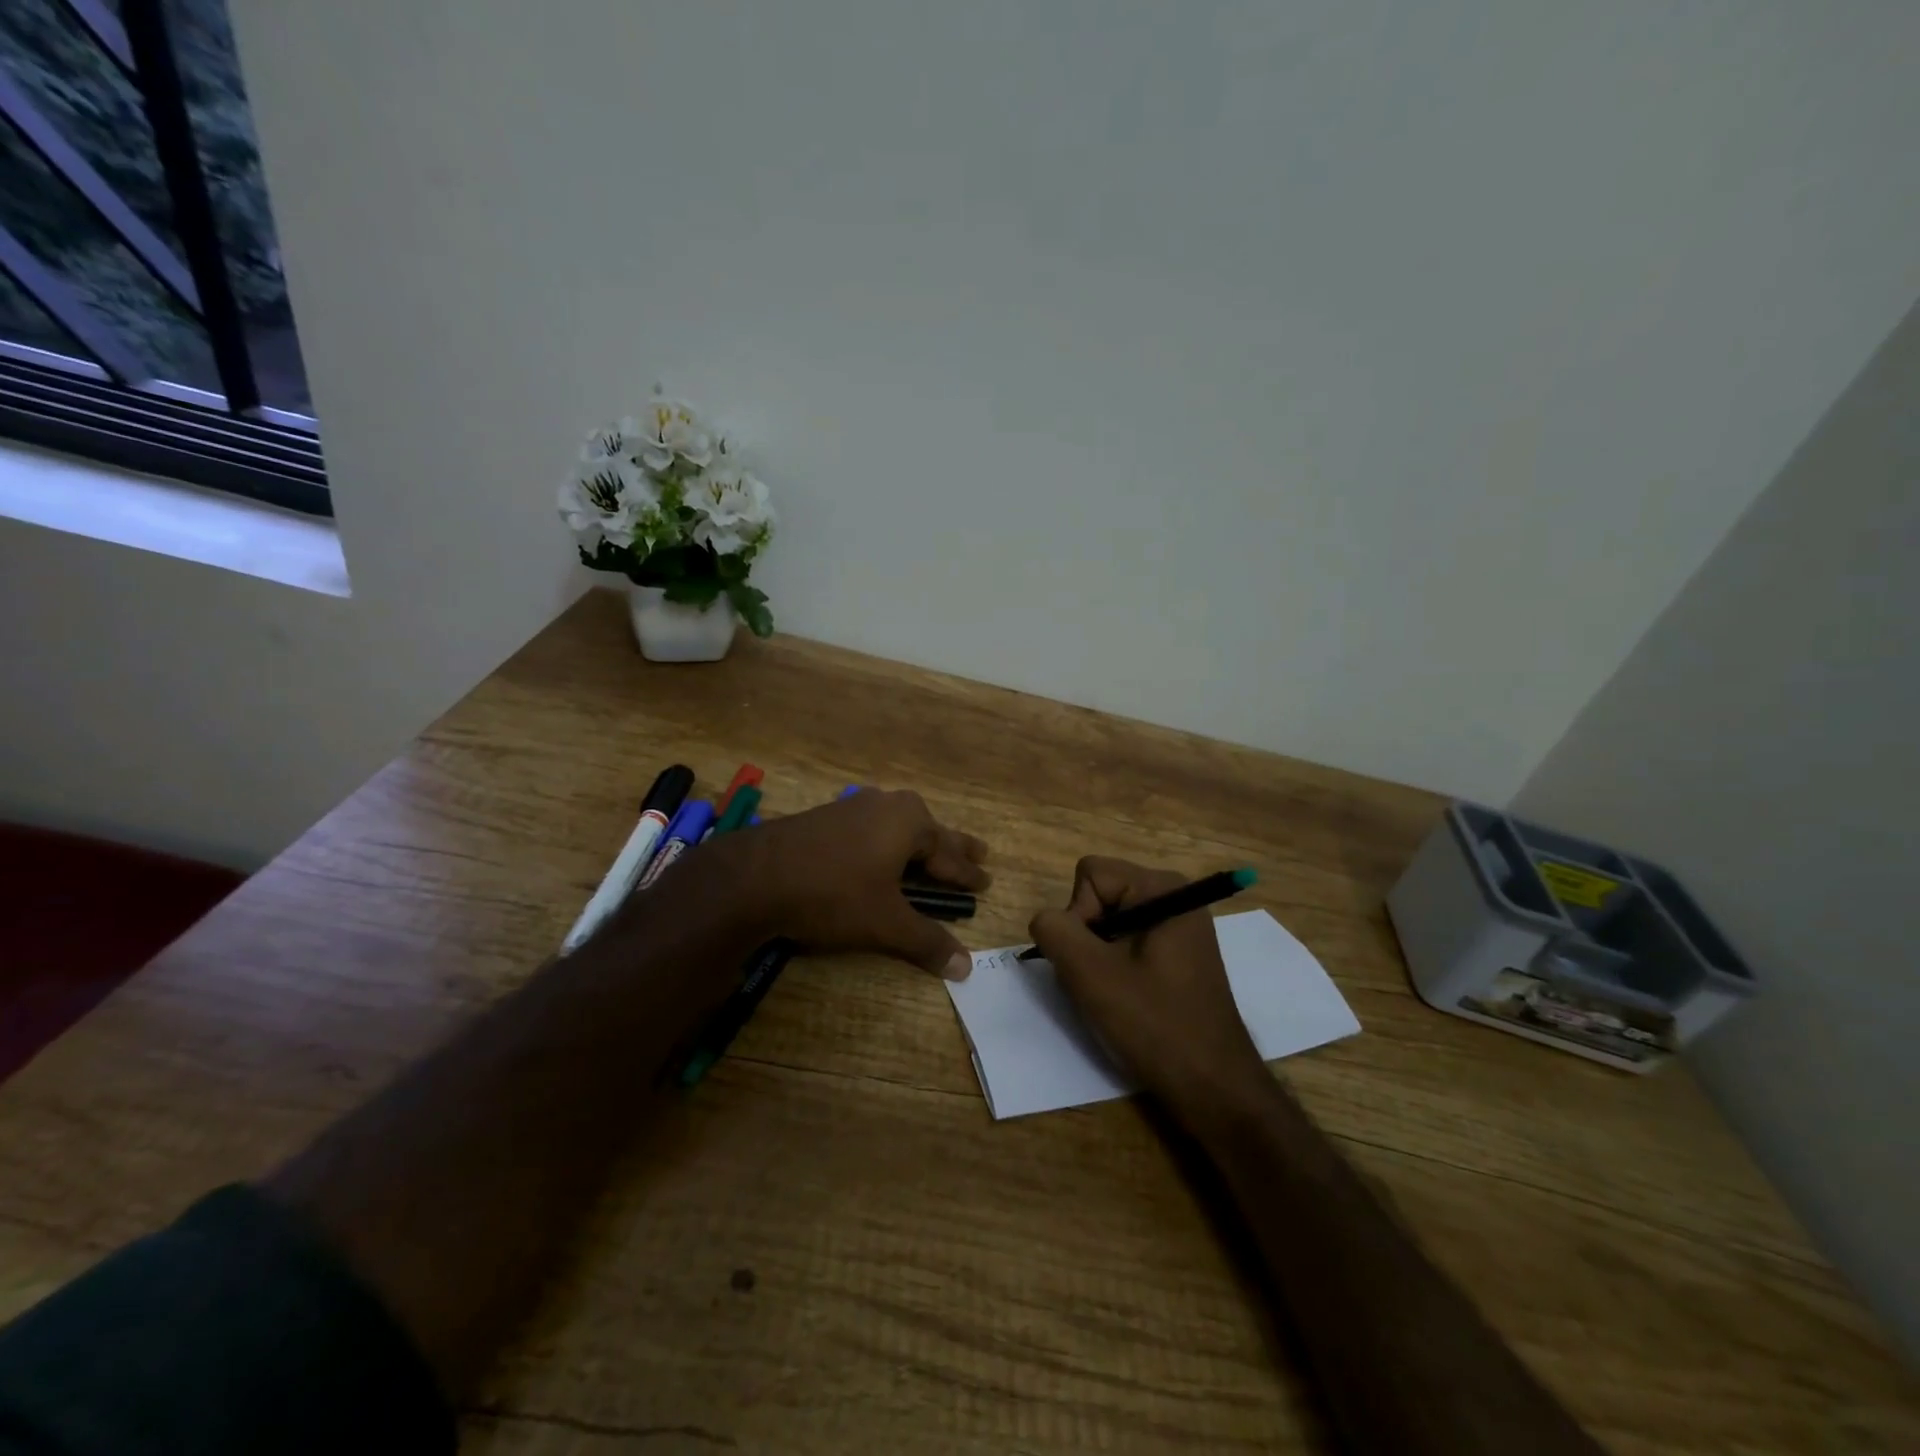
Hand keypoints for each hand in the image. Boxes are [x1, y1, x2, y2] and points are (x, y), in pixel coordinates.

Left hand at [707, 788, 989, 977]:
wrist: (755, 876)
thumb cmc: (833, 893)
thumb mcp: (884, 922)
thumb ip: (926, 942)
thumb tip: (966, 968)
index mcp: (910, 822)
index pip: (950, 855)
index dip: (969, 874)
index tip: (986, 882)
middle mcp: (887, 806)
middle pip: (930, 832)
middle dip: (954, 847)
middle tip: (980, 854)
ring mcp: (854, 807)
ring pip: (900, 826)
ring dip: (920, 843)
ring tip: (934, 851)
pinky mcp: (827, 817)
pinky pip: (873, 828)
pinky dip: (889, 842)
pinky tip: (881, 847)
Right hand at [1030, 857, 1266, 1111]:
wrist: (1214, 1088)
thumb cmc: (1155, 1024)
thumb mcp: (1090, 974)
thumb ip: (1054, 931)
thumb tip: (1047, 921)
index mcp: (1162, 887)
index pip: (1089, 875)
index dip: (1078, 916)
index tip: (1095, 961)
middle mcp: (1175, 896)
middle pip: (1099, 895)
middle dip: (1087, 937)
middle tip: (1102, 982)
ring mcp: (1179, 926)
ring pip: (1108, 923)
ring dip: (1098, 957)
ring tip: (1115, 995)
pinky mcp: (1179, 954)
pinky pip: (1127, 943)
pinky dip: (1115, 968)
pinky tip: (1128, 1000)